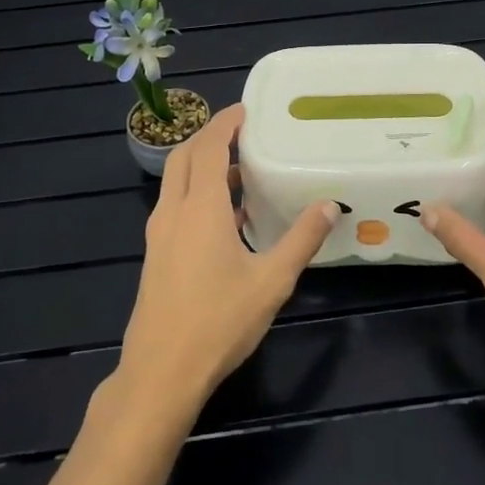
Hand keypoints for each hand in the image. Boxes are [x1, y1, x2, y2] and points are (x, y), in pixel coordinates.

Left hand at [115, 103, 339, 418]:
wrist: (160, 374)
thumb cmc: (218, 323)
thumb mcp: (271, 281)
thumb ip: (301, 240)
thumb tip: (328, 205)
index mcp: (199, 208)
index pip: (207, 147)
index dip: (224, 123)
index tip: (246, 110)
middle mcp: (173, 211)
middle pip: (184, 156)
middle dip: (209, 137)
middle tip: (242, 133)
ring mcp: (159, 234)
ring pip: (175, 181)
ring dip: (202, 166)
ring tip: (239, 172)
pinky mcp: (155, 255)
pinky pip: (174, 205)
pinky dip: (195, 192)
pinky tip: (226, 218)